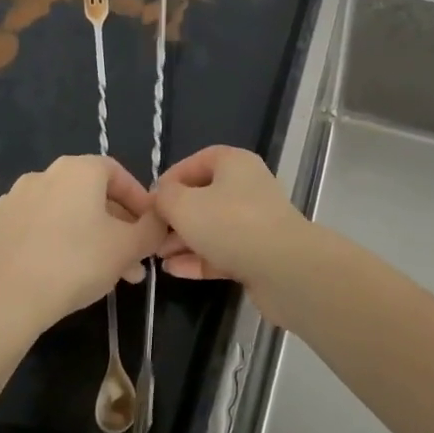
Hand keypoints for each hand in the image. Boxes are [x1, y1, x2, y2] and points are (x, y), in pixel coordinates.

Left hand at [0, 155, 163, 334]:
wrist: (2, 302)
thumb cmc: (76, 263)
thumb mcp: (130, 247)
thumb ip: (153, 228)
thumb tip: (159, 219)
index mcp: (78, 169)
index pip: (119, 174)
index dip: (139, 202)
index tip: (148, 230)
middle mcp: (44, 175)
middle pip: (91, 197)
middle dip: (115, 227)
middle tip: (129, 260)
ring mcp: (12, 201)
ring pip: (63, 215)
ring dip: (86, 237)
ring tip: (99, 274)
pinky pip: (33, 231)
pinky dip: (51, 244)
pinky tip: (59, 274)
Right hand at [153, 146, 313, 320]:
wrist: (283, 267)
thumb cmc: (230, 224)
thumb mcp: (184, 205)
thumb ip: (165, 197)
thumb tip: (162, 197)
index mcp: (235, 164)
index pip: (199, 161)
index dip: (172, 177)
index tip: (150, 200)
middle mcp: (247, 187)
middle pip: (204, 196)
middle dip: (175, 215)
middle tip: (151, 234)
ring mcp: (254, 221)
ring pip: (212, 226)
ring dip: (183, 240)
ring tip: (157, 256)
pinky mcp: (257, 252)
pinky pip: (221, 251)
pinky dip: (198, 259)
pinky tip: (173, 271)